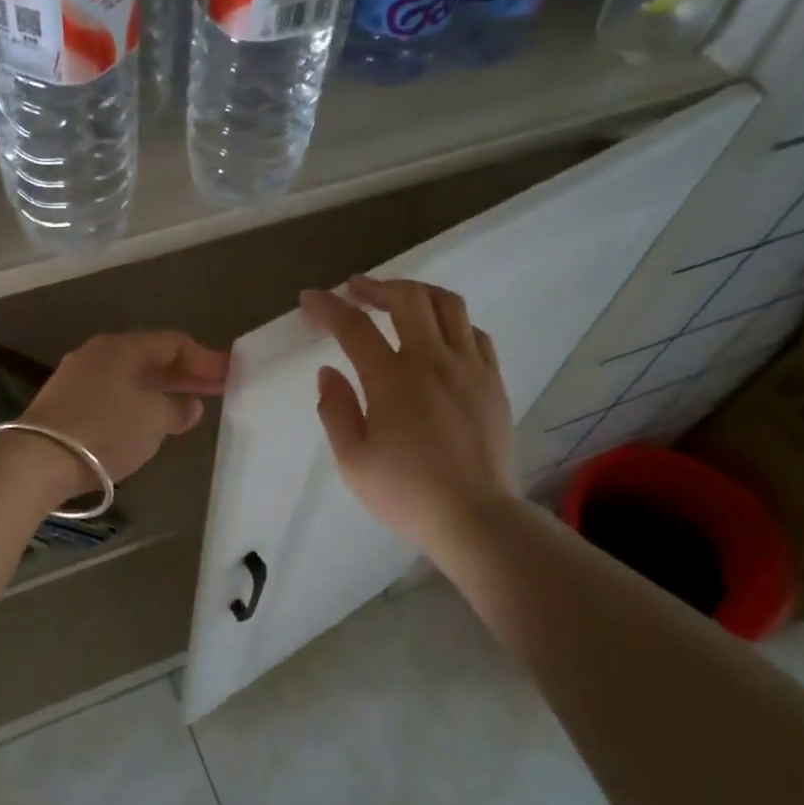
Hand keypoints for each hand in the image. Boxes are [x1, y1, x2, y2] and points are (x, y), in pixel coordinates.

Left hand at [23, 331, 230, 487]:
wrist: (38, 459)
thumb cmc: (105, 430)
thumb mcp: (153, 420)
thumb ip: (177, 409)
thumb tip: (189, 405)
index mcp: (122, 347)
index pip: (173, 342)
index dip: (205, 358)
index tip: (230, 373)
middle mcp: (99, 354)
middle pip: (151, 358)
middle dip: (185, 374)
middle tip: (216, 388)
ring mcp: (78, 377)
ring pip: (131, 377)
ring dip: (161, 389)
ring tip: (187, 406)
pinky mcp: (65, 403)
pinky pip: (113, 394)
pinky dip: (138, 403)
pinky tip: (148, 420)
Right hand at [301, 276, 517, 560]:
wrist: (476, 518)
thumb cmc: (406, 493)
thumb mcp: (352, 461)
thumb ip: (335, 410)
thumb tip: (329, 371)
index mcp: (392, 380)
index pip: (354, 327)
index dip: (328, 307)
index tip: (310, 299)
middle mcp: (433, 361)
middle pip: (408, 299)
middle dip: (376, 286)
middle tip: (356, 290)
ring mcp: (470, 368)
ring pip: (449, 306)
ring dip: (418, 293)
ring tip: (399, 299)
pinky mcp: (493, 382)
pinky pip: (476, 334)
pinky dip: (452, 323)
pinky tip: (440, 335)